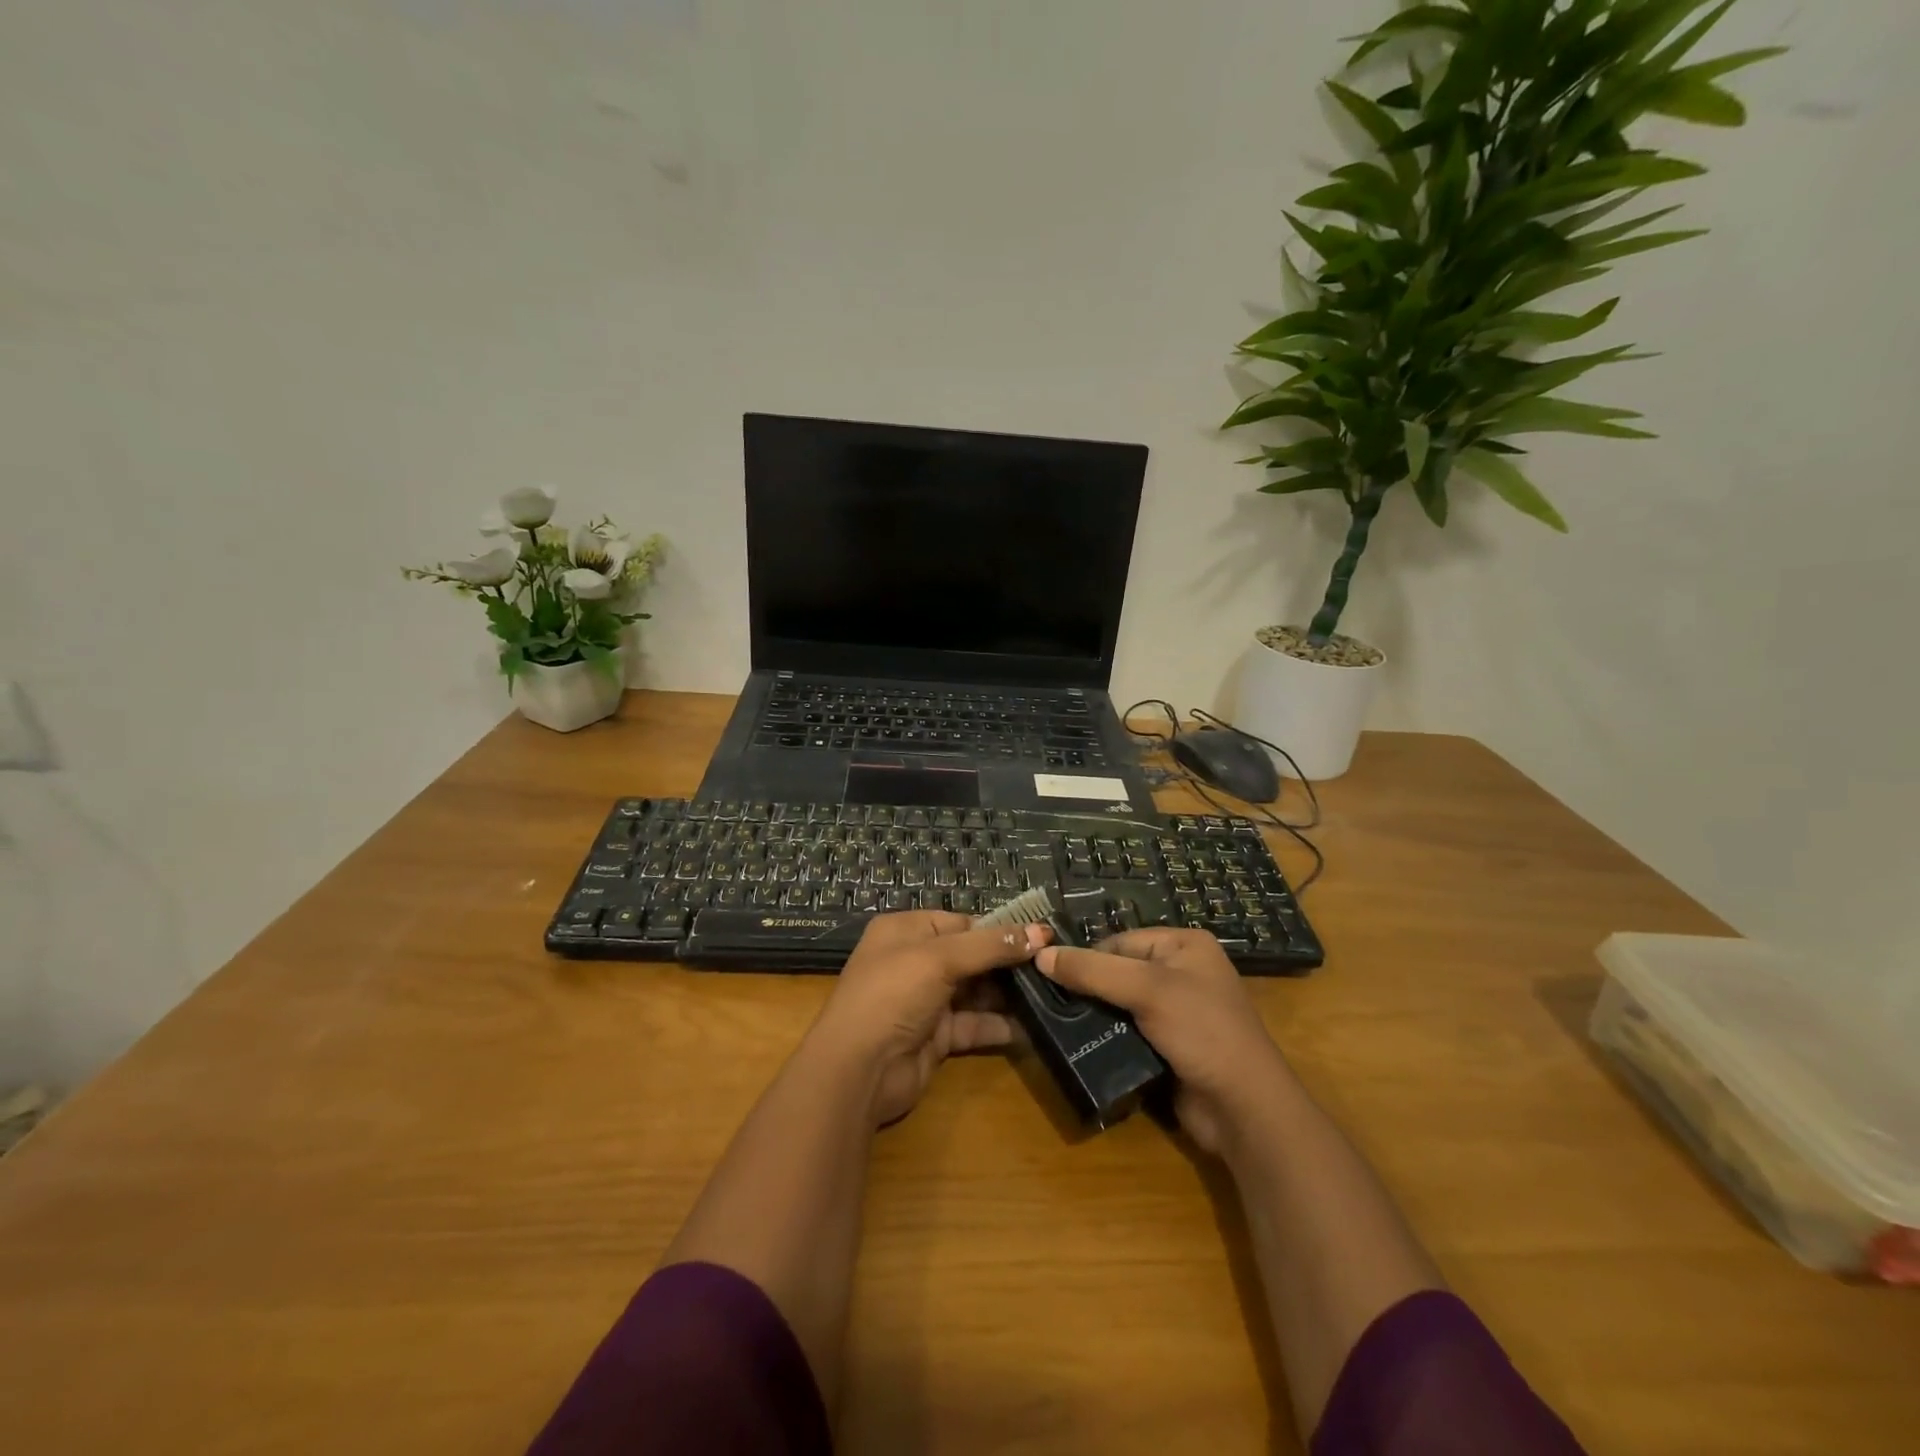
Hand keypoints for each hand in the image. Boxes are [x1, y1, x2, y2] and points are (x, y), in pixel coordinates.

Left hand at [808, 911, 1052, 1126]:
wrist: (859, 1070)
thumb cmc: (893, 995)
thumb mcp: (940, 958)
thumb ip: (991, 945)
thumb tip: (1042, 931)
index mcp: (906, 931)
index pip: (961, 923)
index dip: (999, 929)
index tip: (1041, 937)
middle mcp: (914, 962)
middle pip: (971, 957)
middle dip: (1008, 963)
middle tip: (1052, 967)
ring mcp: (925, 1002)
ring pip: (975, 992)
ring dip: (1008, 995)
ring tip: (1050, 994)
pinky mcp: (936, 1038)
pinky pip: (973, 1025)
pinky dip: (999, 1026)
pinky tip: (1031, 1027)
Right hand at [1036, 929, 1292, 1155]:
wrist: (1244, 1108)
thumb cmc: (1202, 1031)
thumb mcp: (1147, 990)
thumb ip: (1093, 971)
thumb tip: (1040, 955)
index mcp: (1184, 945)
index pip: (1120, 941)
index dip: (1086, 957)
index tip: (1049, 976)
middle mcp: (1182, 972)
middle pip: (1118, 971)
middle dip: (1087, 988)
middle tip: (1047, 1003)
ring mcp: (1177, 1012)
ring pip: (1119, 1005)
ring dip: (1094, 1016)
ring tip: (1054, 1024)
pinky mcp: (1168, 1047)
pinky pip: (1128, 1032)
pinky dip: (1106, 1038)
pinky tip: (1079, 1045)